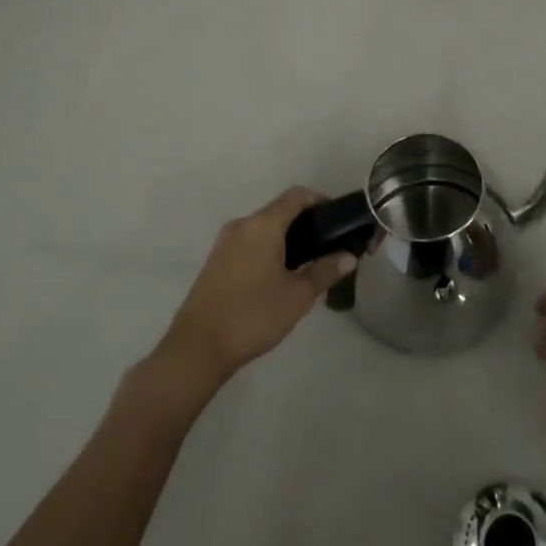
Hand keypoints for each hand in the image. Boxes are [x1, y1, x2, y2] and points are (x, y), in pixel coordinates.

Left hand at [152, 187, 355, 391]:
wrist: (196, 350)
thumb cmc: (252, 316)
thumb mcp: (298, 295)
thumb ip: (325, 271)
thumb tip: (349, 256)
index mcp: (262, 225)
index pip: (297, 195)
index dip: (322, 201)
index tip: (339, 222)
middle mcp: (241, 226)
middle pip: (280, 211)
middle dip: (306, 224)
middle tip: (328, 248)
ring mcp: (224, 244)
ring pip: (264, 229)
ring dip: (287, 239)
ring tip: (308, 265)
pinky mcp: (215, 262)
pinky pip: (250, 244)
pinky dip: (269, 250)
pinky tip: (280, 277)